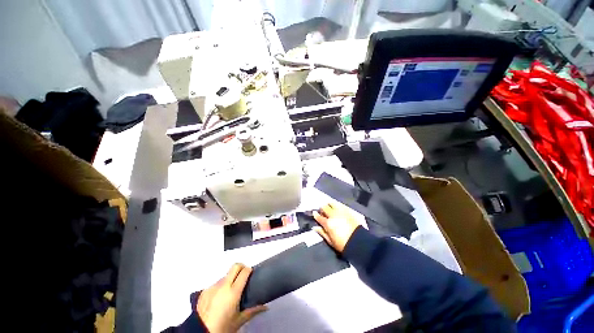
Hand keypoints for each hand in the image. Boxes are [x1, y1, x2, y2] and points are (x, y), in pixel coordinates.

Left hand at [197, 263, 266, 332]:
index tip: (251, 273)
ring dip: (230, 278)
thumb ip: (253, 311)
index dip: (249, 270)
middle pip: (235, 266)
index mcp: (233, 291)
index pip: (244, 272)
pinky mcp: (204, 291)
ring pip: (225, 275)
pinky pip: (216, 283)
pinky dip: (220, 286)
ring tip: (231, 291)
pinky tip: (220, 298)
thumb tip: (265, 307)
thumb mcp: (239, 321)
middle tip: (244, 276)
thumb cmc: (223, 327)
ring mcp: (213, 287)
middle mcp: (223, 285)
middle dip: (241, 267)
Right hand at [313, 202, 360, 251]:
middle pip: (325, 207)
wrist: (359, 242)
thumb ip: (322, 233)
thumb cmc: (343, 244)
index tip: (314, 213)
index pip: (319, 217)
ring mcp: (341, 212)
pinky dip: (337, 205)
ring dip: (329, 205)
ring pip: (332, 203)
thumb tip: (315, 227)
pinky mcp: (348, 211)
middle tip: (323, 212)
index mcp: (328, 223)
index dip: (316, 214)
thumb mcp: (330, 241)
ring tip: (330, 208)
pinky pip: (340, 205)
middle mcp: (333, 215)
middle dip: (322, 208)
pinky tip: (337, 208)